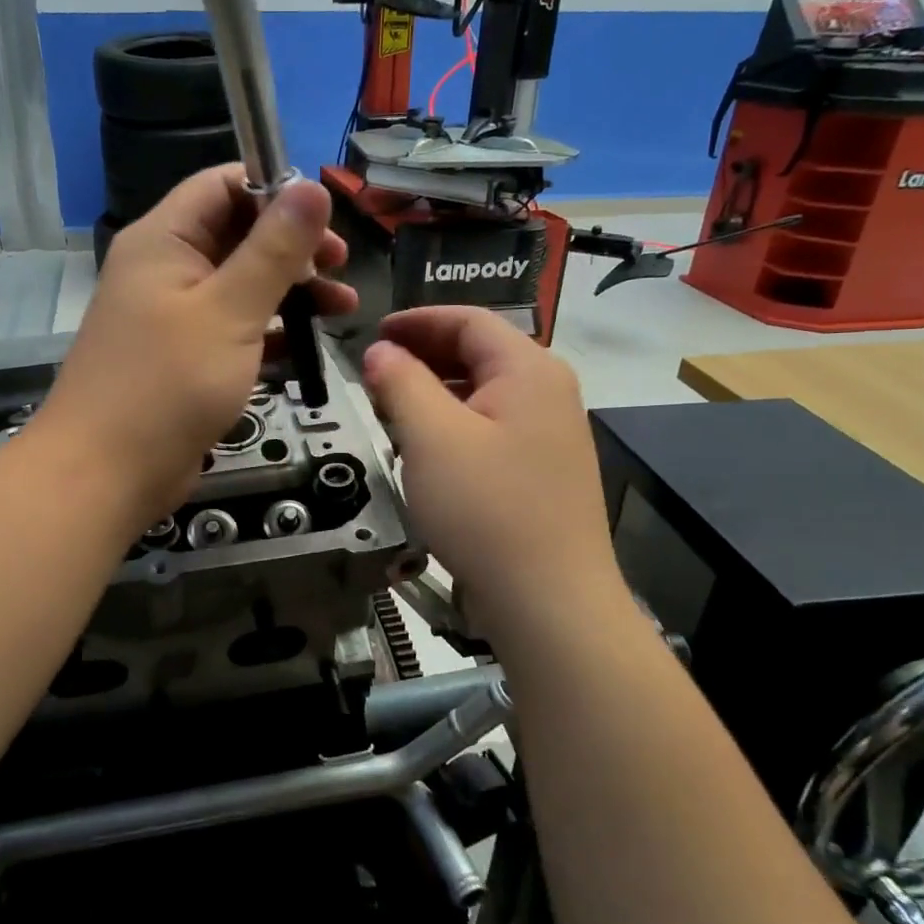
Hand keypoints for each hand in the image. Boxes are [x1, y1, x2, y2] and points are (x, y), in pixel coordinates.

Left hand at [41, 165, 356, 524]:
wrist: (106, 474)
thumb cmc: (167, 385)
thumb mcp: (230, 311)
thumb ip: (274, 249)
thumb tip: (313, 186)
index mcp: (165, 240)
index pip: (223, 185)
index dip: (276, 192)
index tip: (326, 220)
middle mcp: (166, 269)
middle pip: (238, 235)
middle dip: (294, 248)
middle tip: (340, 269)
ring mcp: (173, 317)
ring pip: (241, 285)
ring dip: (291, 292)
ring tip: (342, 309)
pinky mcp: (185, 359)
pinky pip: (234, 329)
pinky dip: (271, 332)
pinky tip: (308, 347)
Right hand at [362, 308, 629, 633]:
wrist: (548, 602)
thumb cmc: (486, 509)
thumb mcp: (431, 437)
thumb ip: (400, 382)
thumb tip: (381, 351)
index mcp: (529, 370)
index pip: (468, 320)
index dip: (416, 321)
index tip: (372, 334)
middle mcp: (549, 393)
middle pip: (479, 354)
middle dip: (423, 357)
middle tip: (374, 374)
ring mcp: (551, 435)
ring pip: (483, 394)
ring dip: (435, 394)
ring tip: (392, 412)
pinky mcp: (543, 472)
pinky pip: (492, 429)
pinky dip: (454, 427)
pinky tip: (427, 453)